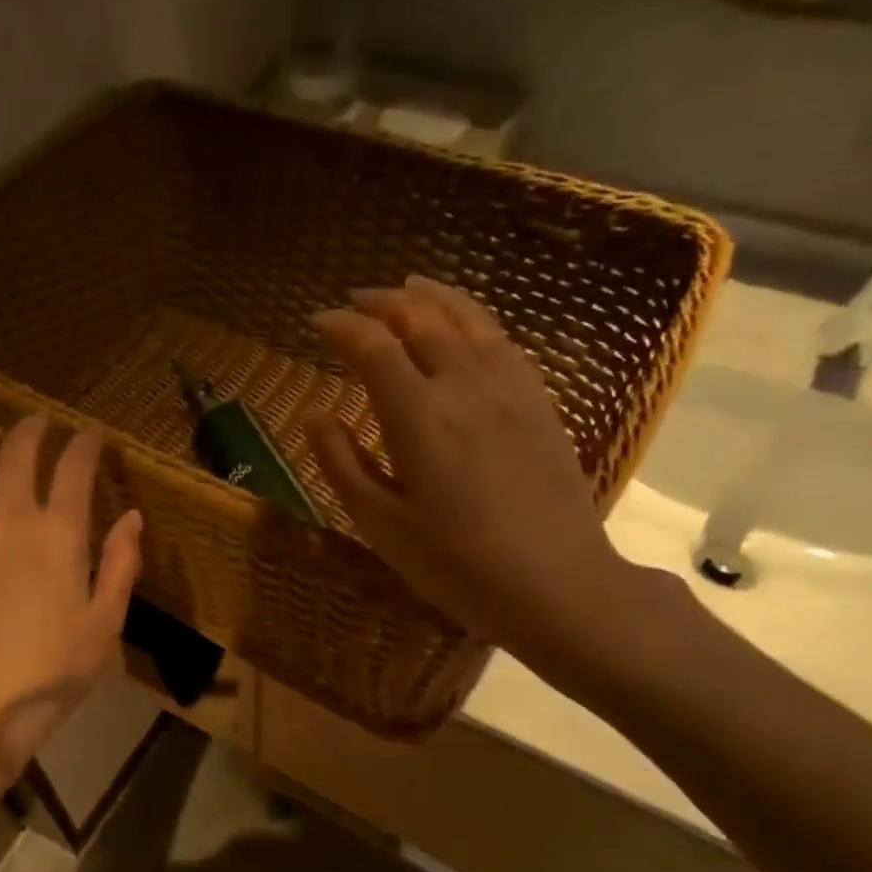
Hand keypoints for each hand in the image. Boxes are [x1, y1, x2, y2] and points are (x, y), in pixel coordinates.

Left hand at [0, 415, 141, 779]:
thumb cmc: (51, 670)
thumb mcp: (105, 624)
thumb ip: (120, 565)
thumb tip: (132, 518)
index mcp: (58, 534)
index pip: (74, 467)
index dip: (87, 443)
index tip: (95, 434)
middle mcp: (9, 518)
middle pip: (18, 453)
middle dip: (35, 430)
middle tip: (45, 422)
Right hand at [308, 276, 653, 680]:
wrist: (555, 583)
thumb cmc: (455, 564)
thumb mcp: (381, 524)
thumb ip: (343, 464)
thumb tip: (316, 416)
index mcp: (417, 415)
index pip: (372, 347)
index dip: (341, 327)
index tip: (317, 322)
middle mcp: (463, 383)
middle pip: (421, 319)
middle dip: (382, 302)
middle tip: (355, 301)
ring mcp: (509, 388)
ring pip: (468, 318)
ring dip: (431, 297)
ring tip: (407, 288)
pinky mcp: (540, 402)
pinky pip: (502, 339)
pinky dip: (473, 317)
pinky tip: (465, 326)